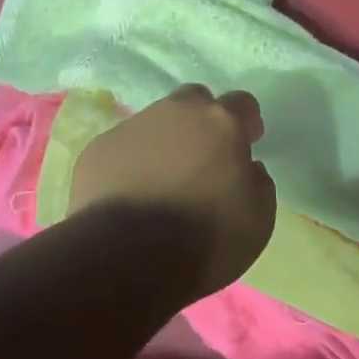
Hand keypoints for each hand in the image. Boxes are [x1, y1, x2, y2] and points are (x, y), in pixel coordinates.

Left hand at [69, 85, 276, 296]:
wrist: (126, 258)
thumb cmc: (205, 238)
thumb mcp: (259, 218)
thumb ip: (257, 181)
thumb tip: (246, 168)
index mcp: (220, 122)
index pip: (242, 103)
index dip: (247, 123)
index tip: (247, 145)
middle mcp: (176, 112)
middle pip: (194, 101)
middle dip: (202, 121)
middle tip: (203, 159)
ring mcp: (132, 126)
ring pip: (155, 122)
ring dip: (164, 142)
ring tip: (162, 183)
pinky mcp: (98, 149)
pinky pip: (123, 148)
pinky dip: (131, 163)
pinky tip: (130, 196)